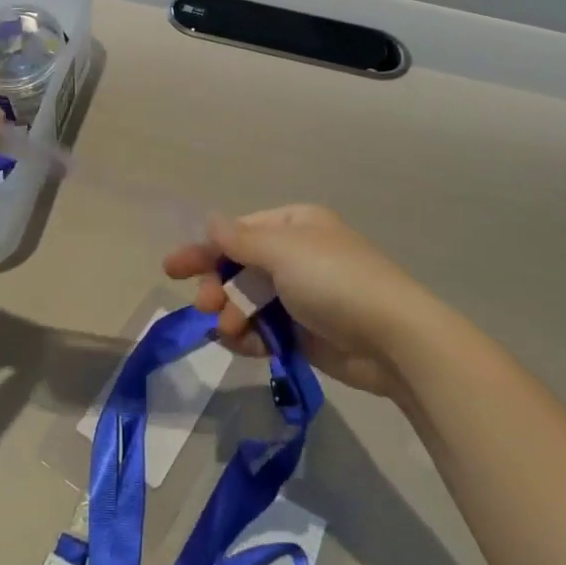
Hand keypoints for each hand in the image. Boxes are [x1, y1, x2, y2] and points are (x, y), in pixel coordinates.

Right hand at [163, 204, 438, 397]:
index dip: (206, 249)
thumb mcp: (283, 252)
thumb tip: (209, 219)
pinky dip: (251, 336)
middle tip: (204, 305)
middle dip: (219, 285)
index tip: (173, 268)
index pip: (239, 233)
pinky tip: (244, 345)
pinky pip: (265, 329)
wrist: (393, 338)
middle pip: (240, 268)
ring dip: (233, 314)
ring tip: (230, 330)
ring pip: (249, 301)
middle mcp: (296, 256)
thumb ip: (240, 240)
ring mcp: (302, 296)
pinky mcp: (306, 332)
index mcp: (294, 226)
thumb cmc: (334, 281)